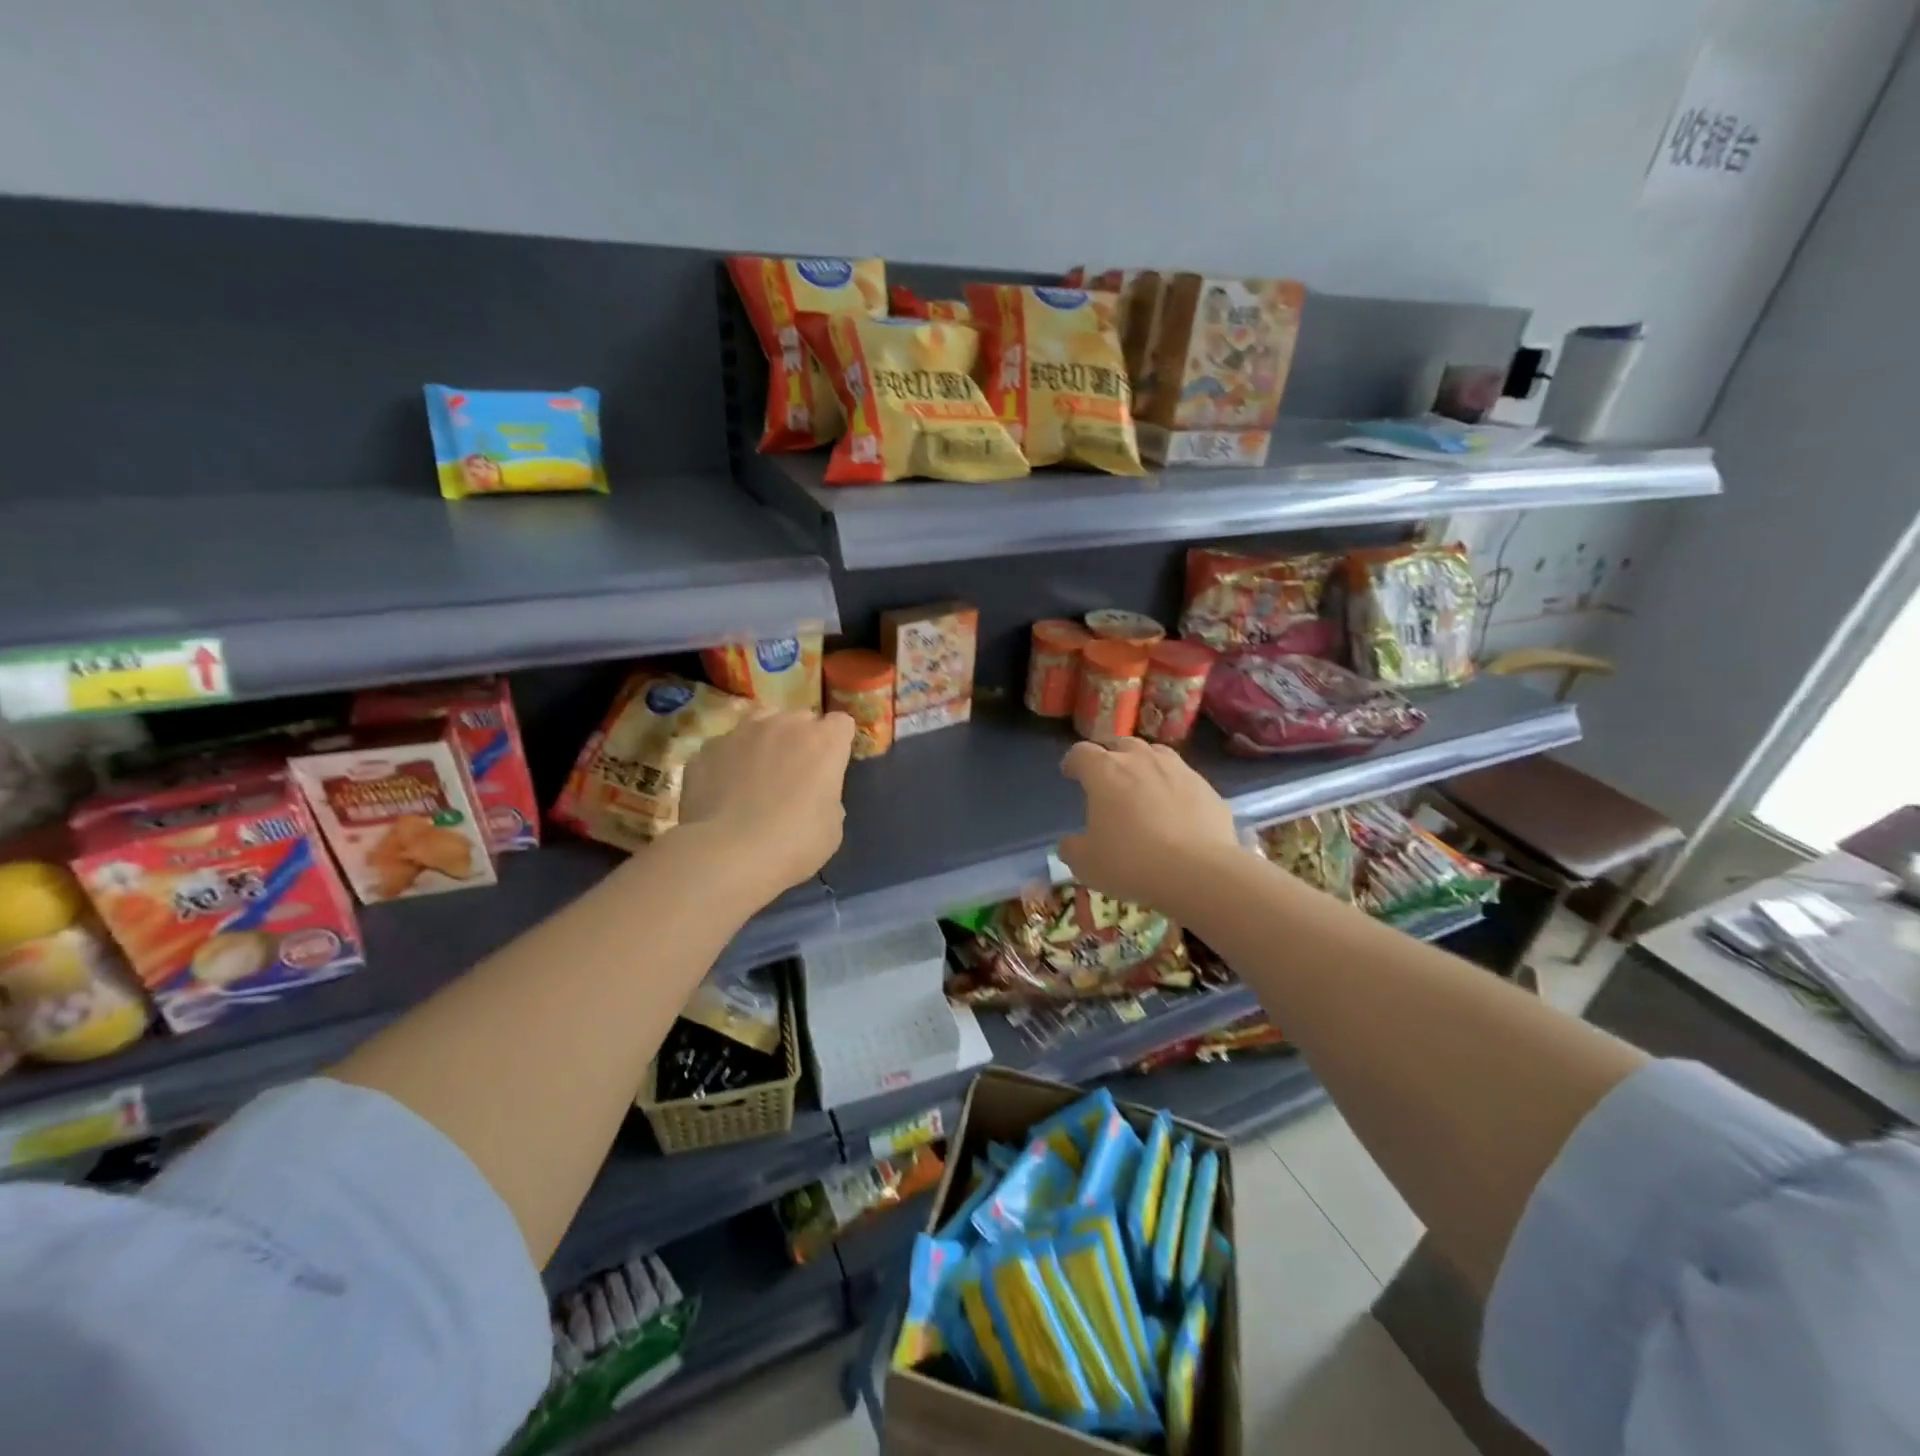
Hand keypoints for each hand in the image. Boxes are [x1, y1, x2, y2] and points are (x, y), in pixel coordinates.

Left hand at [678, 710, 855, 896]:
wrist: (728, 853)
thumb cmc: (794, 843)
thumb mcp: (831, 826)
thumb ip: (827, 795)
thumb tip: (814, 793)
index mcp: (824, 742)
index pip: (841, 723)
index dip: (837, 743)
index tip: (831, 766)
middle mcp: (785, 725)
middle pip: (801, 718)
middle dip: (802, 739)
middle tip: (795, 773)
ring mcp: (742, 732)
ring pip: (761, 721)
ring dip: (765, 740)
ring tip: (757, 772)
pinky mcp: (708, 748)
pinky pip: (726, 747)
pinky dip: (728, 761)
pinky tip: (723, 790)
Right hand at [1058, 739, 1240, 909]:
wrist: (1199, 872)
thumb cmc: (1131, 863)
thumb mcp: (1087, 864)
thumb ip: (1072, 848)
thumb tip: (1070, 843)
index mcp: (1104, 772)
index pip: (1081, 752)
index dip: (1073, 761)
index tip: (1071, 774)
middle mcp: (1140, 760)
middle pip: (1120, 744)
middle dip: (1110, 757)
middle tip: (1107, 778)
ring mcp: (1177, 769)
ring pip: (1155, 753)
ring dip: (1143, 763)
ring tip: (1142, 784)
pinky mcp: (1206, 786)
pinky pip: (1183, 777)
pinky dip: (1173, 785)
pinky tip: (1175, 808)